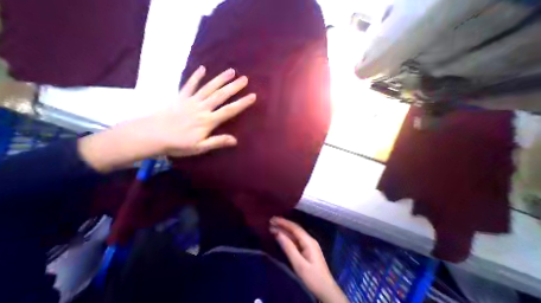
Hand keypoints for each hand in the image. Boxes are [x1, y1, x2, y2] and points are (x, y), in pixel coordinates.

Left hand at [78, 67, 255, 172]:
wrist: (150, 135)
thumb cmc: (177, 144)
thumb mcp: (200, 147)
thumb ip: (218, 142)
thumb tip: (235, 140)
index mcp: (208, 121)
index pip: (229, 110)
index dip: (242, 103)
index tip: (252, 96)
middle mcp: (202, 108)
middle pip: (221, 95)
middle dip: (234, 87)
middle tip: (245, 79)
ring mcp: (191, 101)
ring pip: (209, 87)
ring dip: (220, 79)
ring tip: (231, 71)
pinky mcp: (181, 97)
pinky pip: (189, 84)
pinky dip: (196, 76)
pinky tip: (202, 68)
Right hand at [269, 216, 346, 301]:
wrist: (327, 292)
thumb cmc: (313, 278)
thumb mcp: (299, 264)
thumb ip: (289, 248)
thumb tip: (278, 233)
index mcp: (308, 241)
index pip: (294, 227)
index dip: (283, 222)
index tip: (273, 220)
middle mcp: (309, 239)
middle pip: (294, 229)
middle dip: (283, 224)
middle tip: (271, 222)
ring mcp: (309, 244)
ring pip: (295, 234)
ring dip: (284, 230)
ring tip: (273, 228)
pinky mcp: (307, 250)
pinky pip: (296, 239)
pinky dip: (288, 237)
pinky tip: (282, 236)